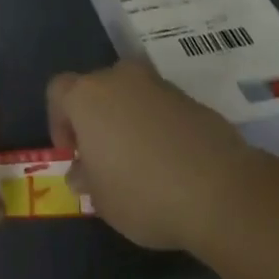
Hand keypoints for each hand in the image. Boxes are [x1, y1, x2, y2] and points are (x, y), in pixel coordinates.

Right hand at [47, 61, 259, 251]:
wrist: (220, 190)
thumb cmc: (143, 193)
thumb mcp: (102, 200)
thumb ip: (86, 179)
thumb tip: (81, 171)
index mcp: (87, 96)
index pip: (58, 91)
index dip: (59, 121)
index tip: (73, 154)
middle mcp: (120, 79)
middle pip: (97, 89)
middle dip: (96, 118)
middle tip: (105, 156)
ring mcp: (159, 85)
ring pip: (132, 95)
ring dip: (129, 120)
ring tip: (141, 161)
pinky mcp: (192, 99)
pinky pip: (162, 108)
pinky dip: (160, 126)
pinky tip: (171, 162)